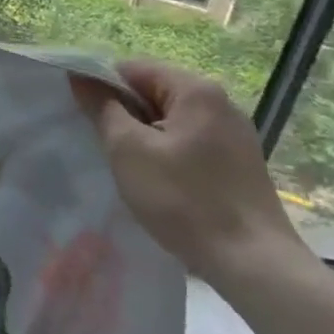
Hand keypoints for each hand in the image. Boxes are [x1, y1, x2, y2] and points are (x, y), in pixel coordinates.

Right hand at [68, 59, 309, 291]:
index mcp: (196, 90)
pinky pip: (189, 142)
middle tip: (104, 144)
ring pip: (170, 120)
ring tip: (128, 166)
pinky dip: (167, 153)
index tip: (83, 117)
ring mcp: (234, 134)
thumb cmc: (184, 199)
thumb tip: (80, 76)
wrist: (254, 265)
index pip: (132, 69)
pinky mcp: (239, 163)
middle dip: (124, 114)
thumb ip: (101, 106)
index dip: (101, 87)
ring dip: (144, 136)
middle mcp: (221, 103)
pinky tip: (159, 182)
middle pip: (153, 92)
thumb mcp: (127, 149)